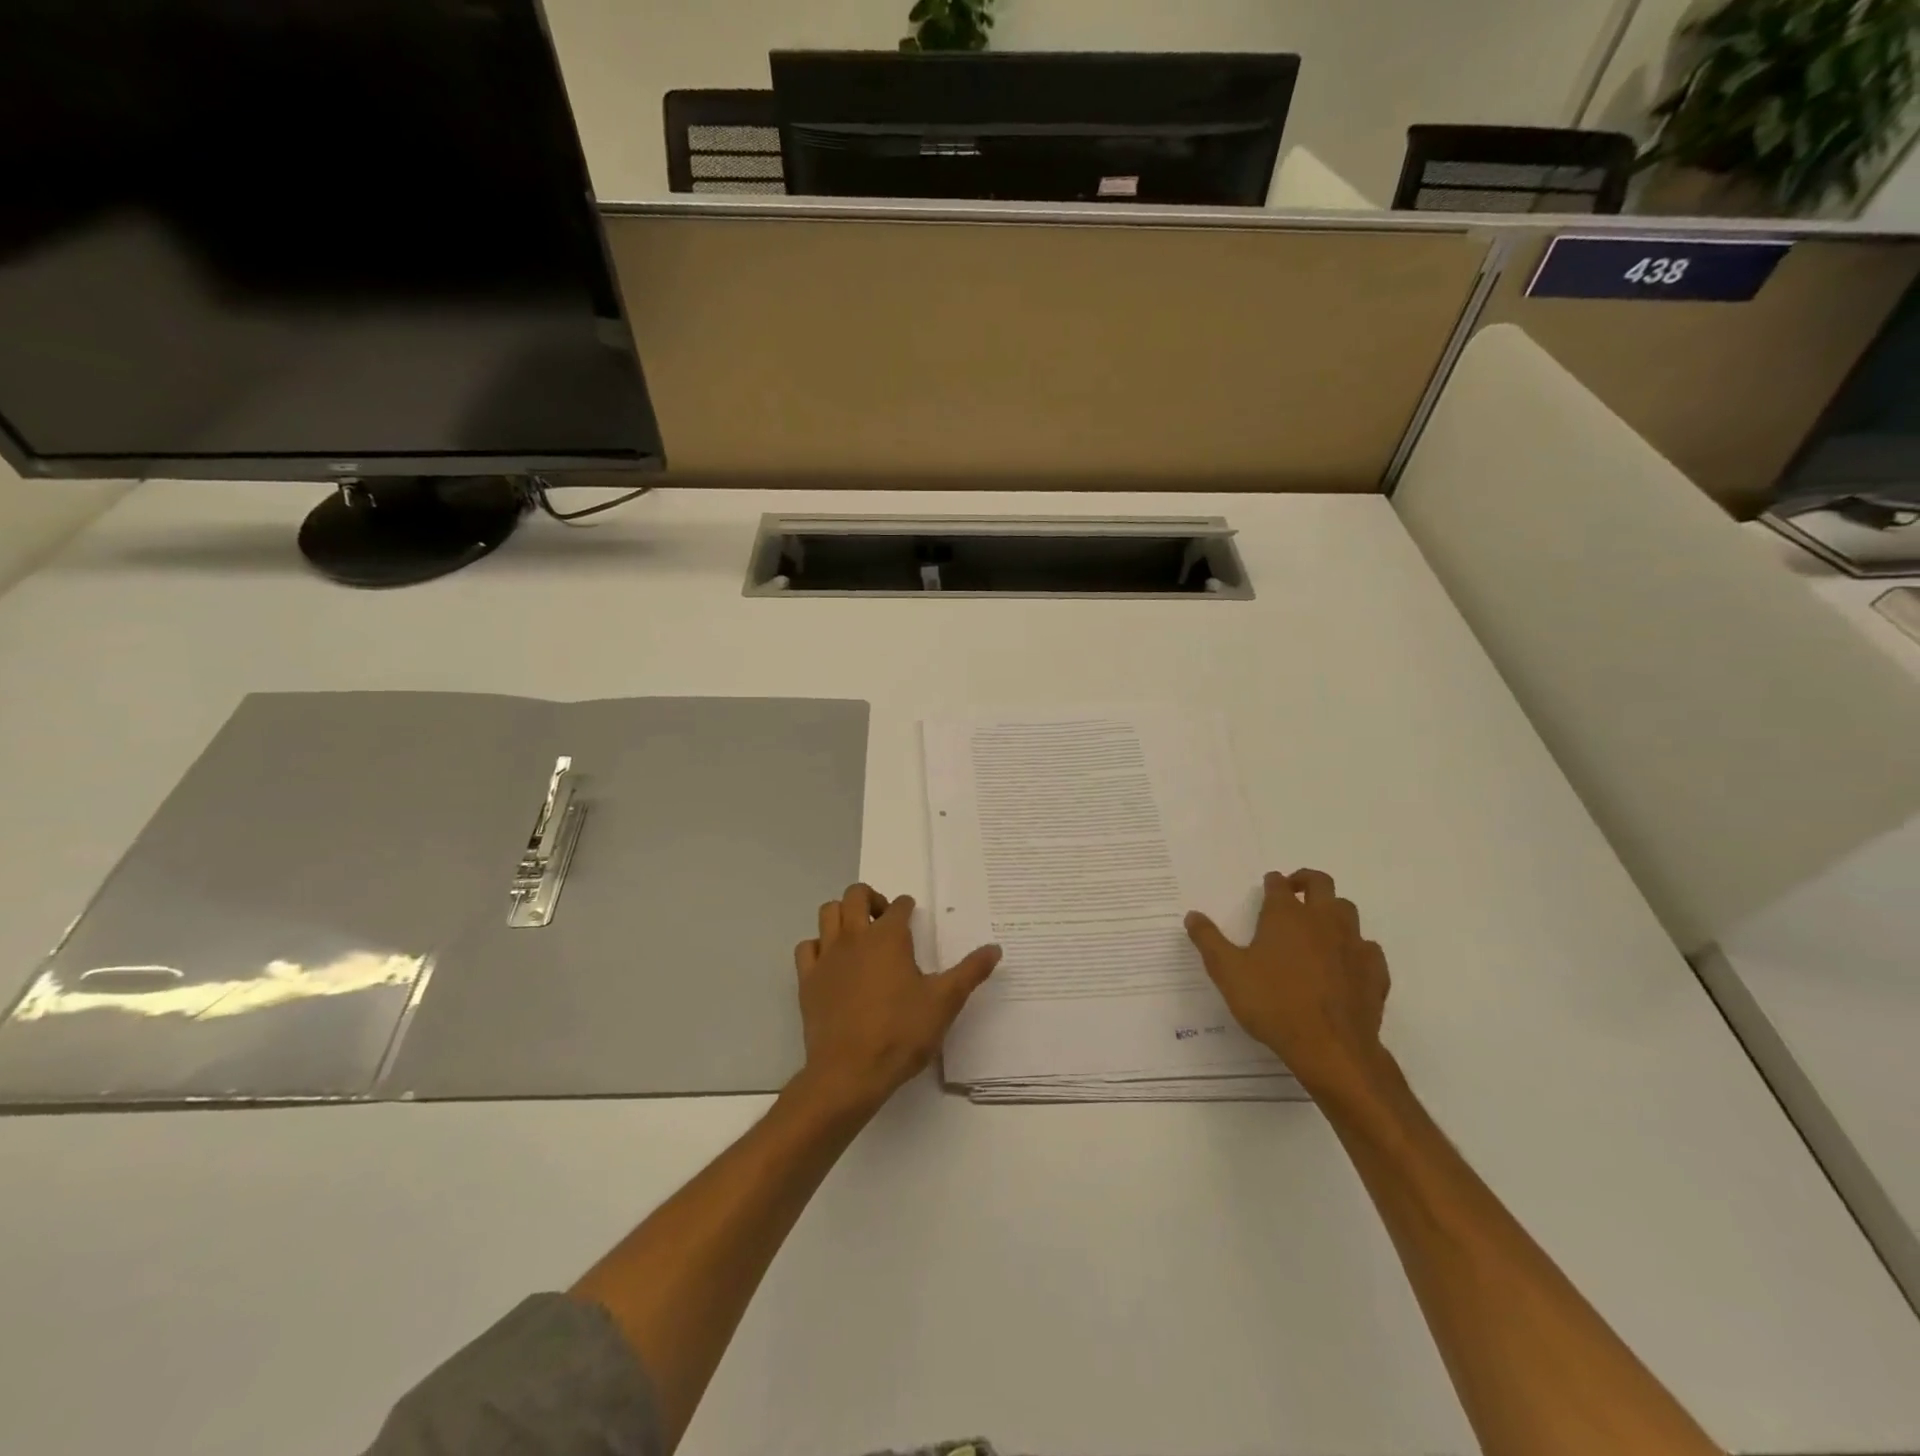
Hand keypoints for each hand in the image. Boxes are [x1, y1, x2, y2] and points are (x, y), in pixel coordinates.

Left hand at [792, 883, 1000, 1116]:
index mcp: (889, 937)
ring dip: (843, 914)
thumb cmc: (901, 1033)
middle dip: (871, 898)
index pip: (898, 906)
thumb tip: (995, 948)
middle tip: (883, 918)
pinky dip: (819, 945)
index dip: (906, 907)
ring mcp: (827, 957)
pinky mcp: (808, 980)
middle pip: (855, 895)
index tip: (912, 915)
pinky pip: (807, 947)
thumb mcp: (944, 1002)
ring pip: (828, 913)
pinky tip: (832, 961)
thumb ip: (970, 972)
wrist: (849, 1072)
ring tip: (858, 933)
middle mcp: (855, 937)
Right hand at [1185, 869, 1391, 1099]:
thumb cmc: (1272, 1003)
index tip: (1268, 885)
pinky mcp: (1374, 971)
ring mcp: (1352, 944)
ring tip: (1318, 924)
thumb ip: (1208, 940)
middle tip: (1295, 890)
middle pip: (1321, 884)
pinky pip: (1367, 948)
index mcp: (1285, 915)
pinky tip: (1346, 962)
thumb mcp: (1227, 972)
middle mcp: (1322, 920)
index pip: (1279, 884)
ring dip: (1332, 910)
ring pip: (1347, 911)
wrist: (1331, 1047)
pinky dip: (1356, 947)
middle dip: (1306, 881)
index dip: (1273, 882)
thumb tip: (1192, 915)